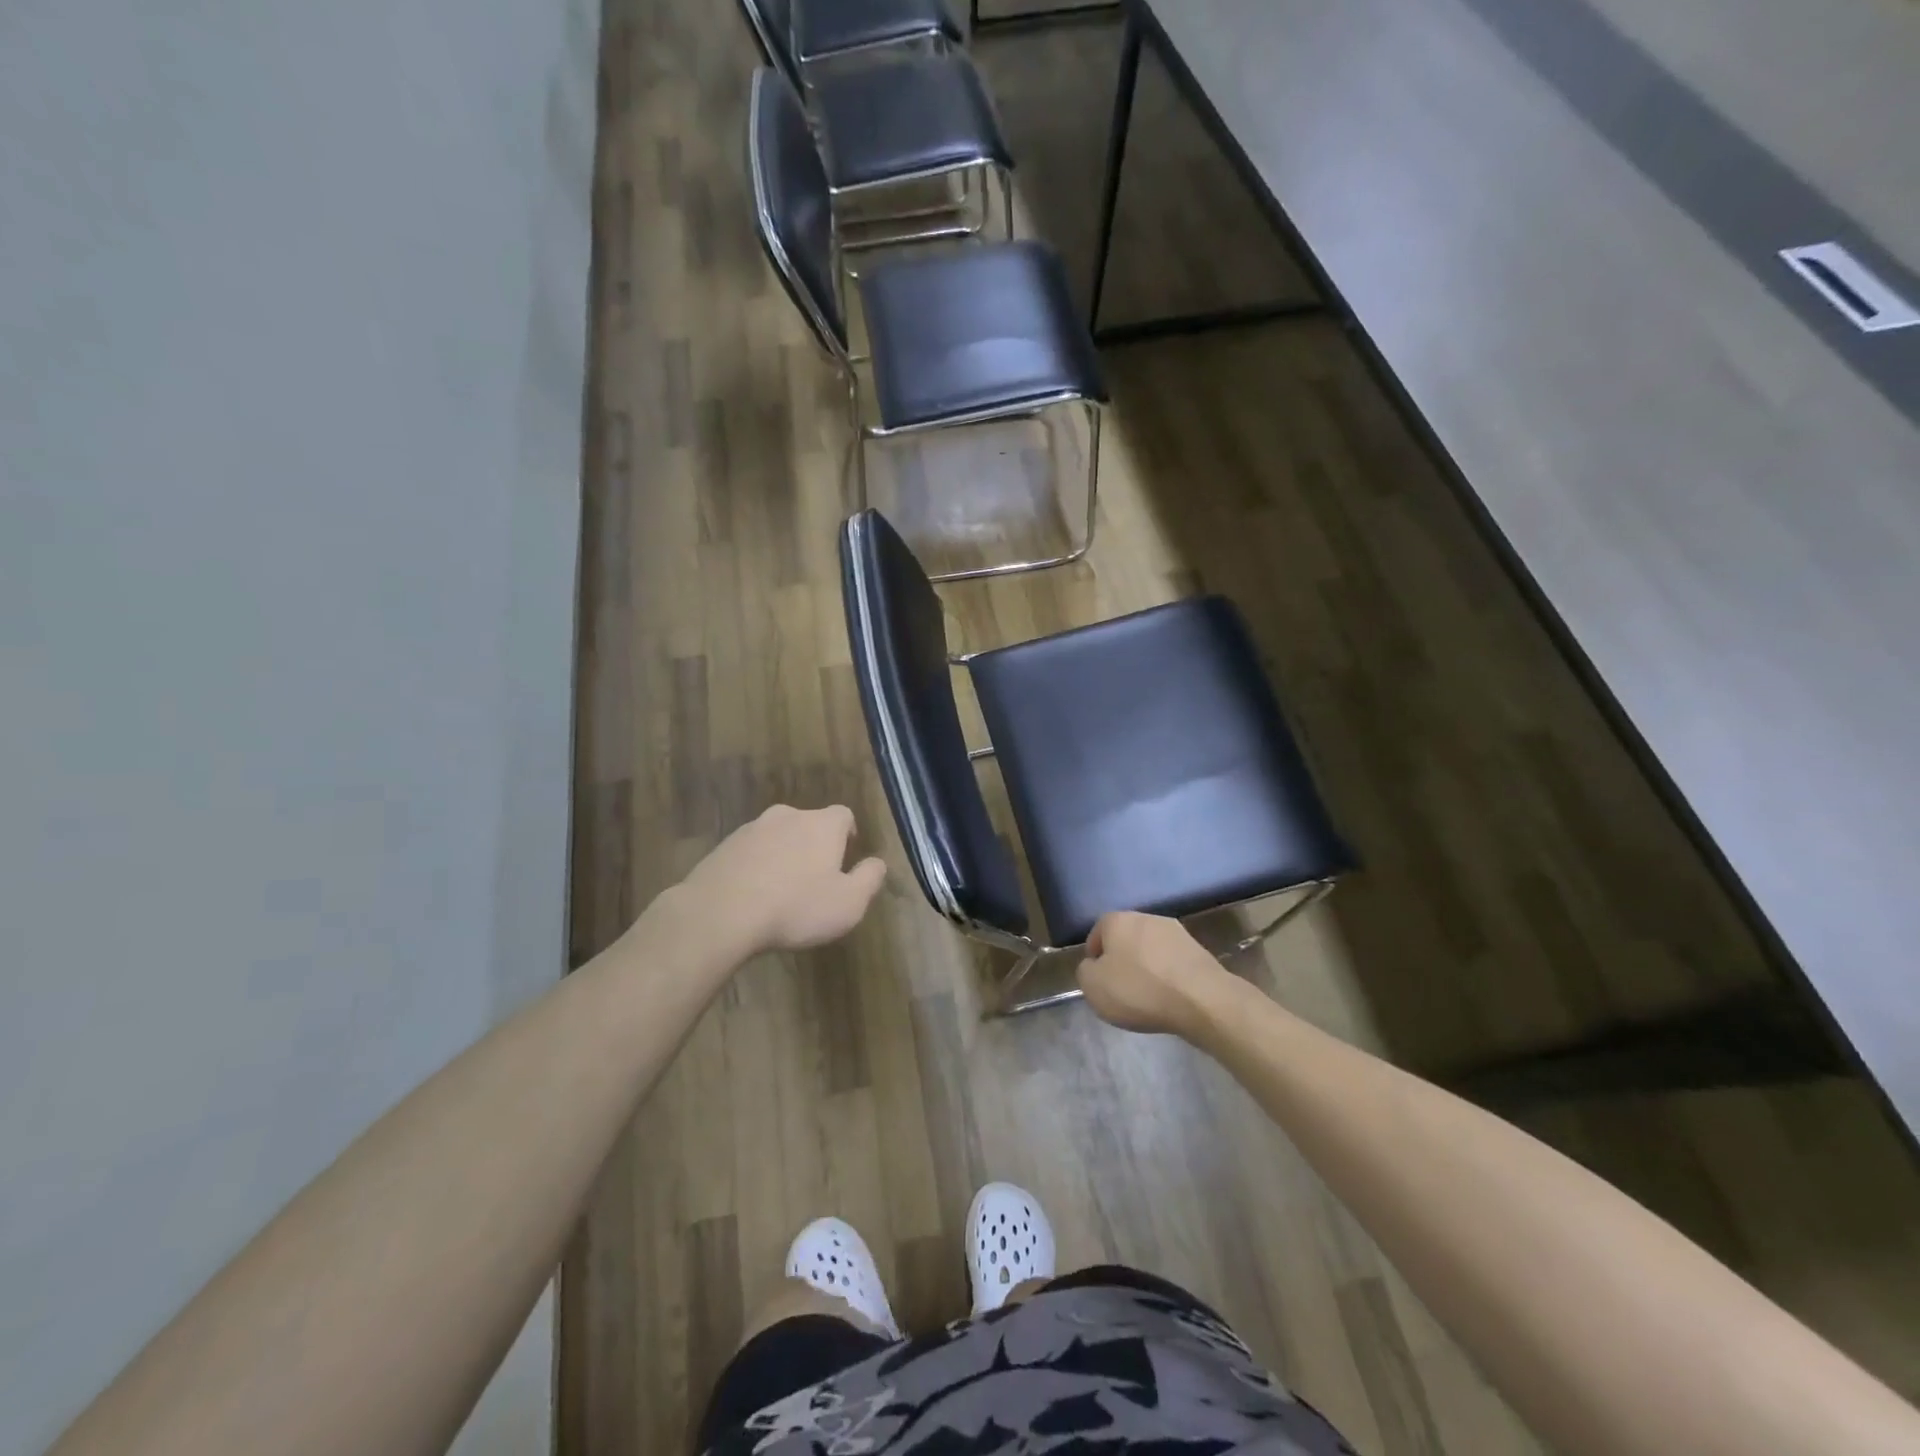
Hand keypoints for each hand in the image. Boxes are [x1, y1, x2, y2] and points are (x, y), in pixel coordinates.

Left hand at [677, 804, 886, 956]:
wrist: (720, 913)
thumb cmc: (795, 907)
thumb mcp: (848, 903)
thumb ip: (869, 879)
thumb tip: (878, 862)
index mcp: (822, 824)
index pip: (844, 815)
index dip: (848, 834)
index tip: (845, 858)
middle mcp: (788, 816)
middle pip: (809, 824)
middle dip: (814, 846)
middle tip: (814, 878)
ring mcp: (751, 828)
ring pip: (777, 836)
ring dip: (783, 855)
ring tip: (781, 890)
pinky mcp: (723, 846)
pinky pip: (750, 852)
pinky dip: (756, 867)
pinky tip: (753, 896)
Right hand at [1077, 912, 1235, 1038]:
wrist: (1201, 1000)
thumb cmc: (1139, 989)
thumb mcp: (1093, 987)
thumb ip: (1085, 972)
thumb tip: (1093, 966)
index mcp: (1117, 920)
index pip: (1097, 932)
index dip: (1095, 957)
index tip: (1099, 980)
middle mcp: (1146, 917)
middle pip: (1125, 938)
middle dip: (1122, 960)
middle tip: (1121, 988)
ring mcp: (1175, 931)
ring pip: (1150, 949)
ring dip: (1146, 967)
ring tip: (1147, 996)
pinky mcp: (1198, 949)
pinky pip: (1172, 962)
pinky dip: (1167, 976)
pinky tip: (1169, 997)